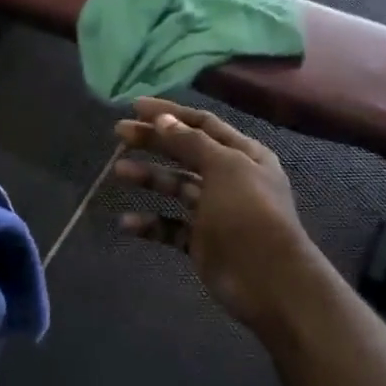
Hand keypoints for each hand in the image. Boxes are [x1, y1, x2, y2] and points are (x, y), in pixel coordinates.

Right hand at [112, 98, 326, 332]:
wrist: (267, 278)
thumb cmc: (249, 213)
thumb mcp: (224, 167)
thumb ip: (191, 142)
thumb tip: (163, 120)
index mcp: (243, 154)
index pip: (202, 124)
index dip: (170, 113)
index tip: (135, 106)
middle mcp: (229, 178)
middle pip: (185, 153)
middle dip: (153, 142)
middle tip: (118, 134)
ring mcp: (214, 211)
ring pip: (175, 188)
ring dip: (148, 178)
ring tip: (118, 171)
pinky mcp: (200, 241)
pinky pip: (170, 227)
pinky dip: (149, 223)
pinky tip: (126, 222)